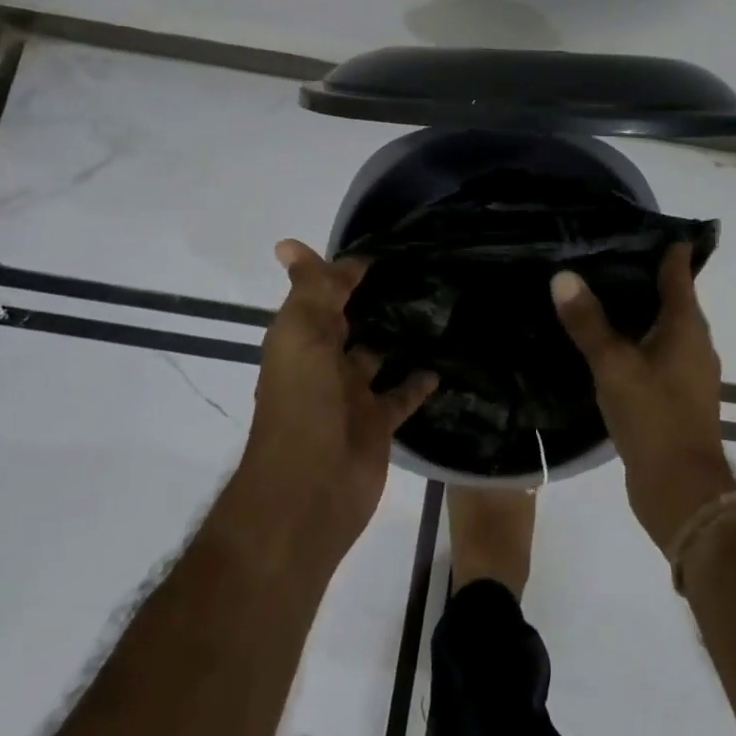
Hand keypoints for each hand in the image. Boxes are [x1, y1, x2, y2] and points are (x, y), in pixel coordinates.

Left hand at [239, 240, 437, 556]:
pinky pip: (402, 394)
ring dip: (401, 335)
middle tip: (422, 269)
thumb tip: (290, 244)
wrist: (309, 491)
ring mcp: (353, 394)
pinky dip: (420, 380)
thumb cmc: (302, 402)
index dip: (346, 269)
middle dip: (376, 298)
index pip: (323, 291)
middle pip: (352, 321)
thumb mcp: (301, 334)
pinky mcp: (378, 423)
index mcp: (302, 337)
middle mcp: (325, 362)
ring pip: (380, 354)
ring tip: (440, 305)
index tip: (385, 247)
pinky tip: (445, 360)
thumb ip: (309, 291)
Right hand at [552, 243, 735, 553]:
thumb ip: (588, 322)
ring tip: (597, 293)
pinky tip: (606, 343)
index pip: (678, 271)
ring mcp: (687, 372)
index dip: (663, 246)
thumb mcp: (613, 365)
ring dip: (637, 311)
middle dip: (642, 276)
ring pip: (662, 328)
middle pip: (671, 297)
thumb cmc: (653, 417)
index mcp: (687, 326)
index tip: (636, 225)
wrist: (682, 492)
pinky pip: (655, 354)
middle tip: (601, 254)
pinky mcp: (676, 397)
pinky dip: (635, 341)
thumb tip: (563, 276)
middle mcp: (694, 343)